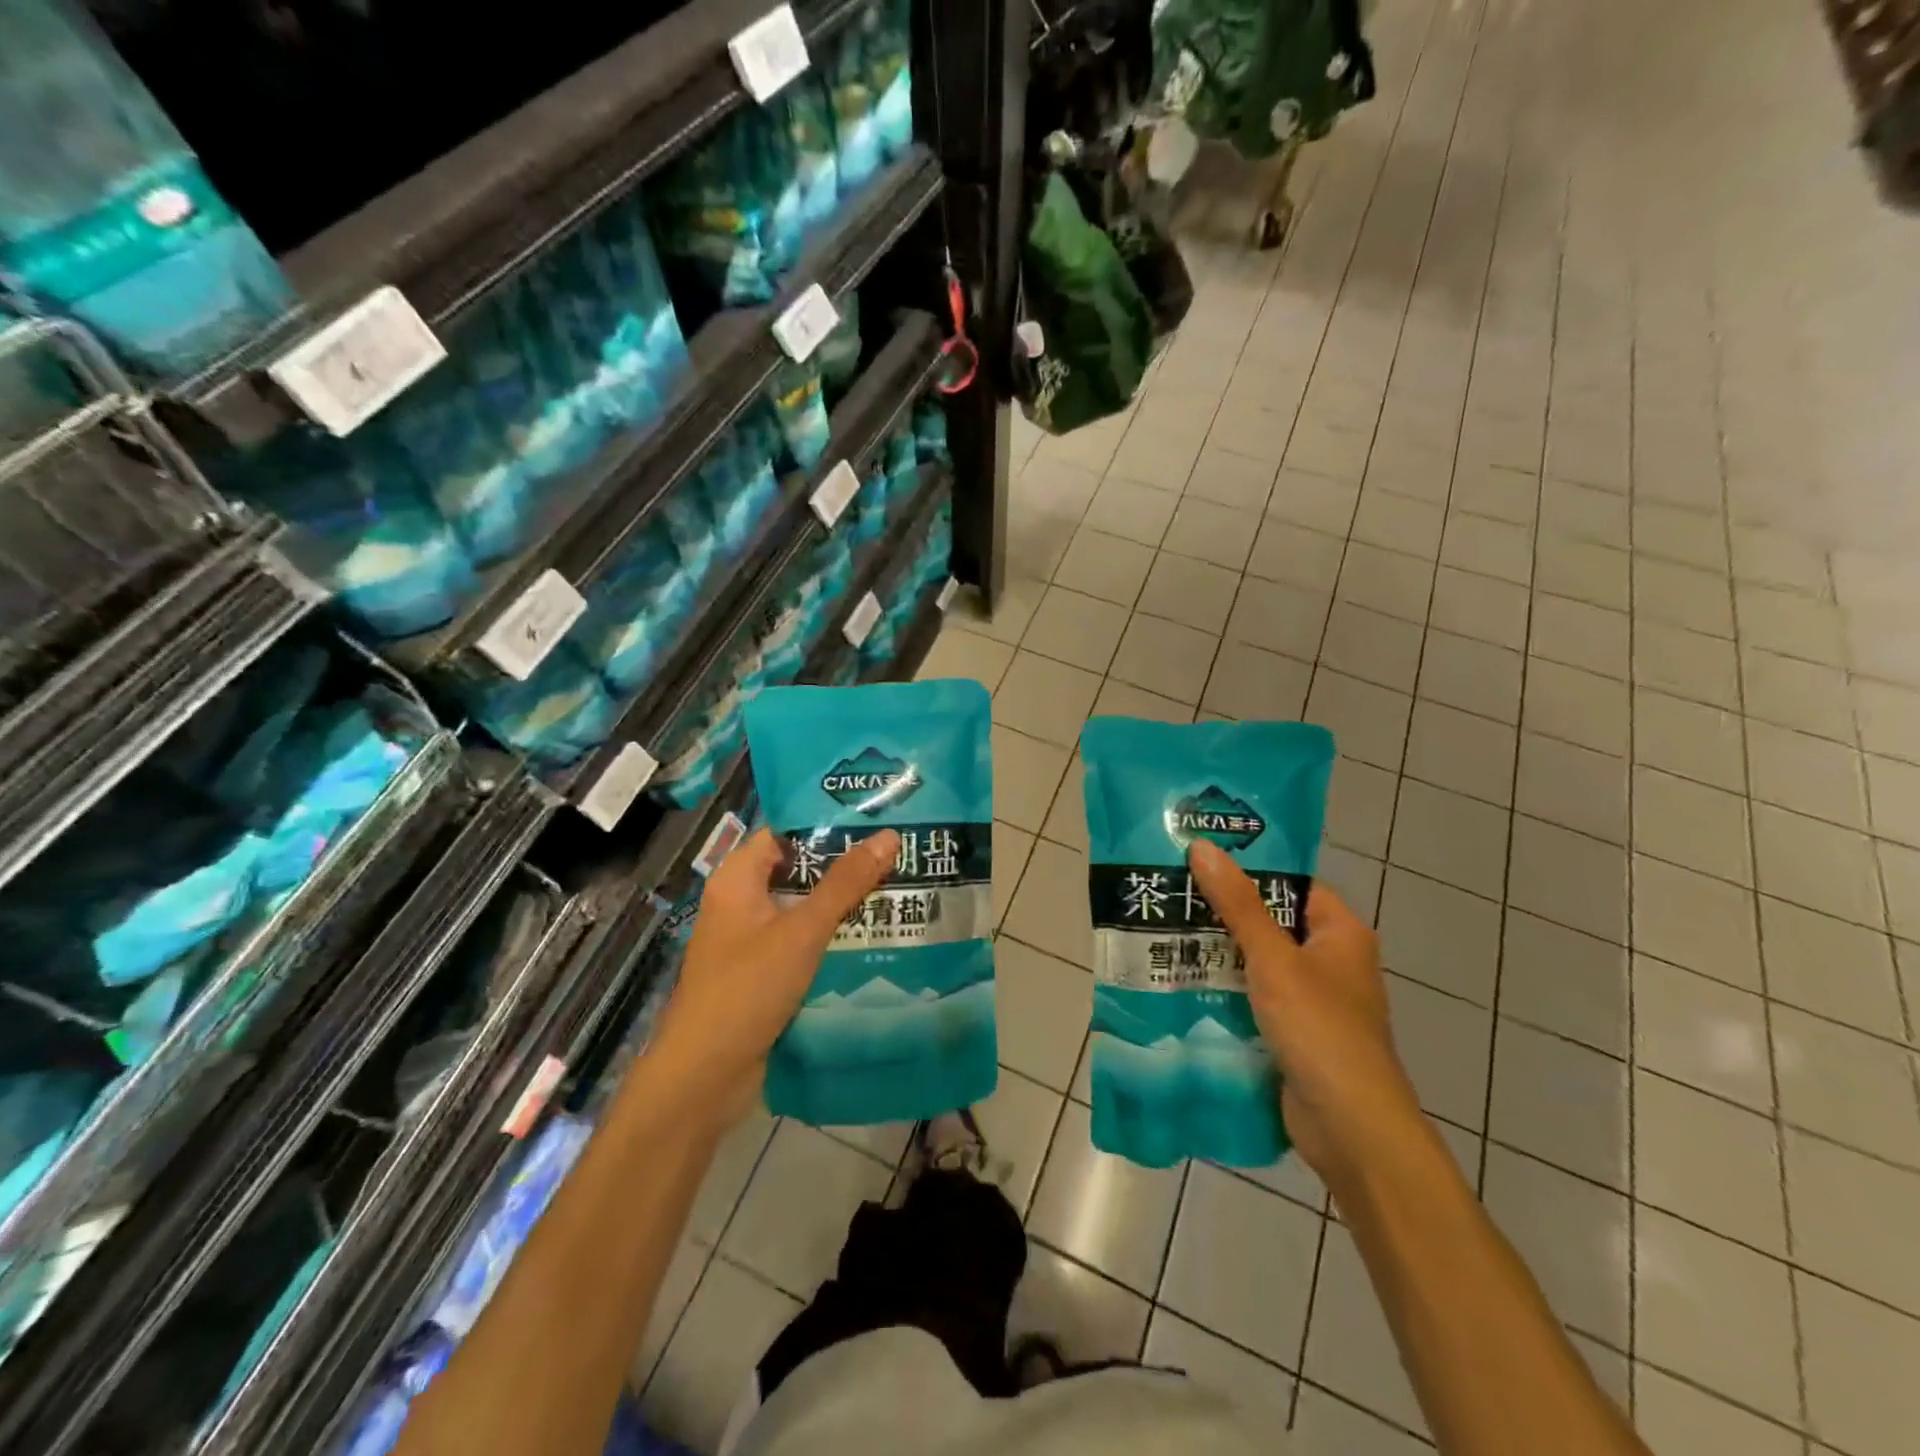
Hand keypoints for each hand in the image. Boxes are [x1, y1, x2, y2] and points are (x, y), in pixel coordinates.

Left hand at [647, 826, 898, 1129]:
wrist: (704, 1077)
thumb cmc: (747, 990)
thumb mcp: (801, 931)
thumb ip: (845, 884)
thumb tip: (888, 836)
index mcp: (737, 880)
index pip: (784, 833)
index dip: (826, 823)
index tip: (873, 818)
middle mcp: (741, 903)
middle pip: (797, 871)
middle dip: (843, 865)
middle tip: (897, 853)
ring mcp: (750, 941)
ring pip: (802, 909)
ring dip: (842, 904)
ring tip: (897, 888)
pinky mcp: (763, 974)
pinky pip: (802, 943)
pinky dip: (831, 938)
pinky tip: (874, 937)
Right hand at [1186, 838, 1422, 1183]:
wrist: (1349, 1128)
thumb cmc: (1319, 1029)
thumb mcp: (1274, 959)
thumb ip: (1237, 904)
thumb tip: (1202, 846)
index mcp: (1340, 933)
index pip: (1291, 884)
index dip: (1250, 869)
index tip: (1199, 858)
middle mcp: (1330, 961)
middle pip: (1270, 922)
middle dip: (1223, 912)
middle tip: (1171, 893)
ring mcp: (1312, 1001)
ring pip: (1257, 962)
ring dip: (1218, 953)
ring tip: (1164, 931)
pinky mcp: (1293, 1033)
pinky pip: (1253, 998)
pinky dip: (1224, 989)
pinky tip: (1181, 981)